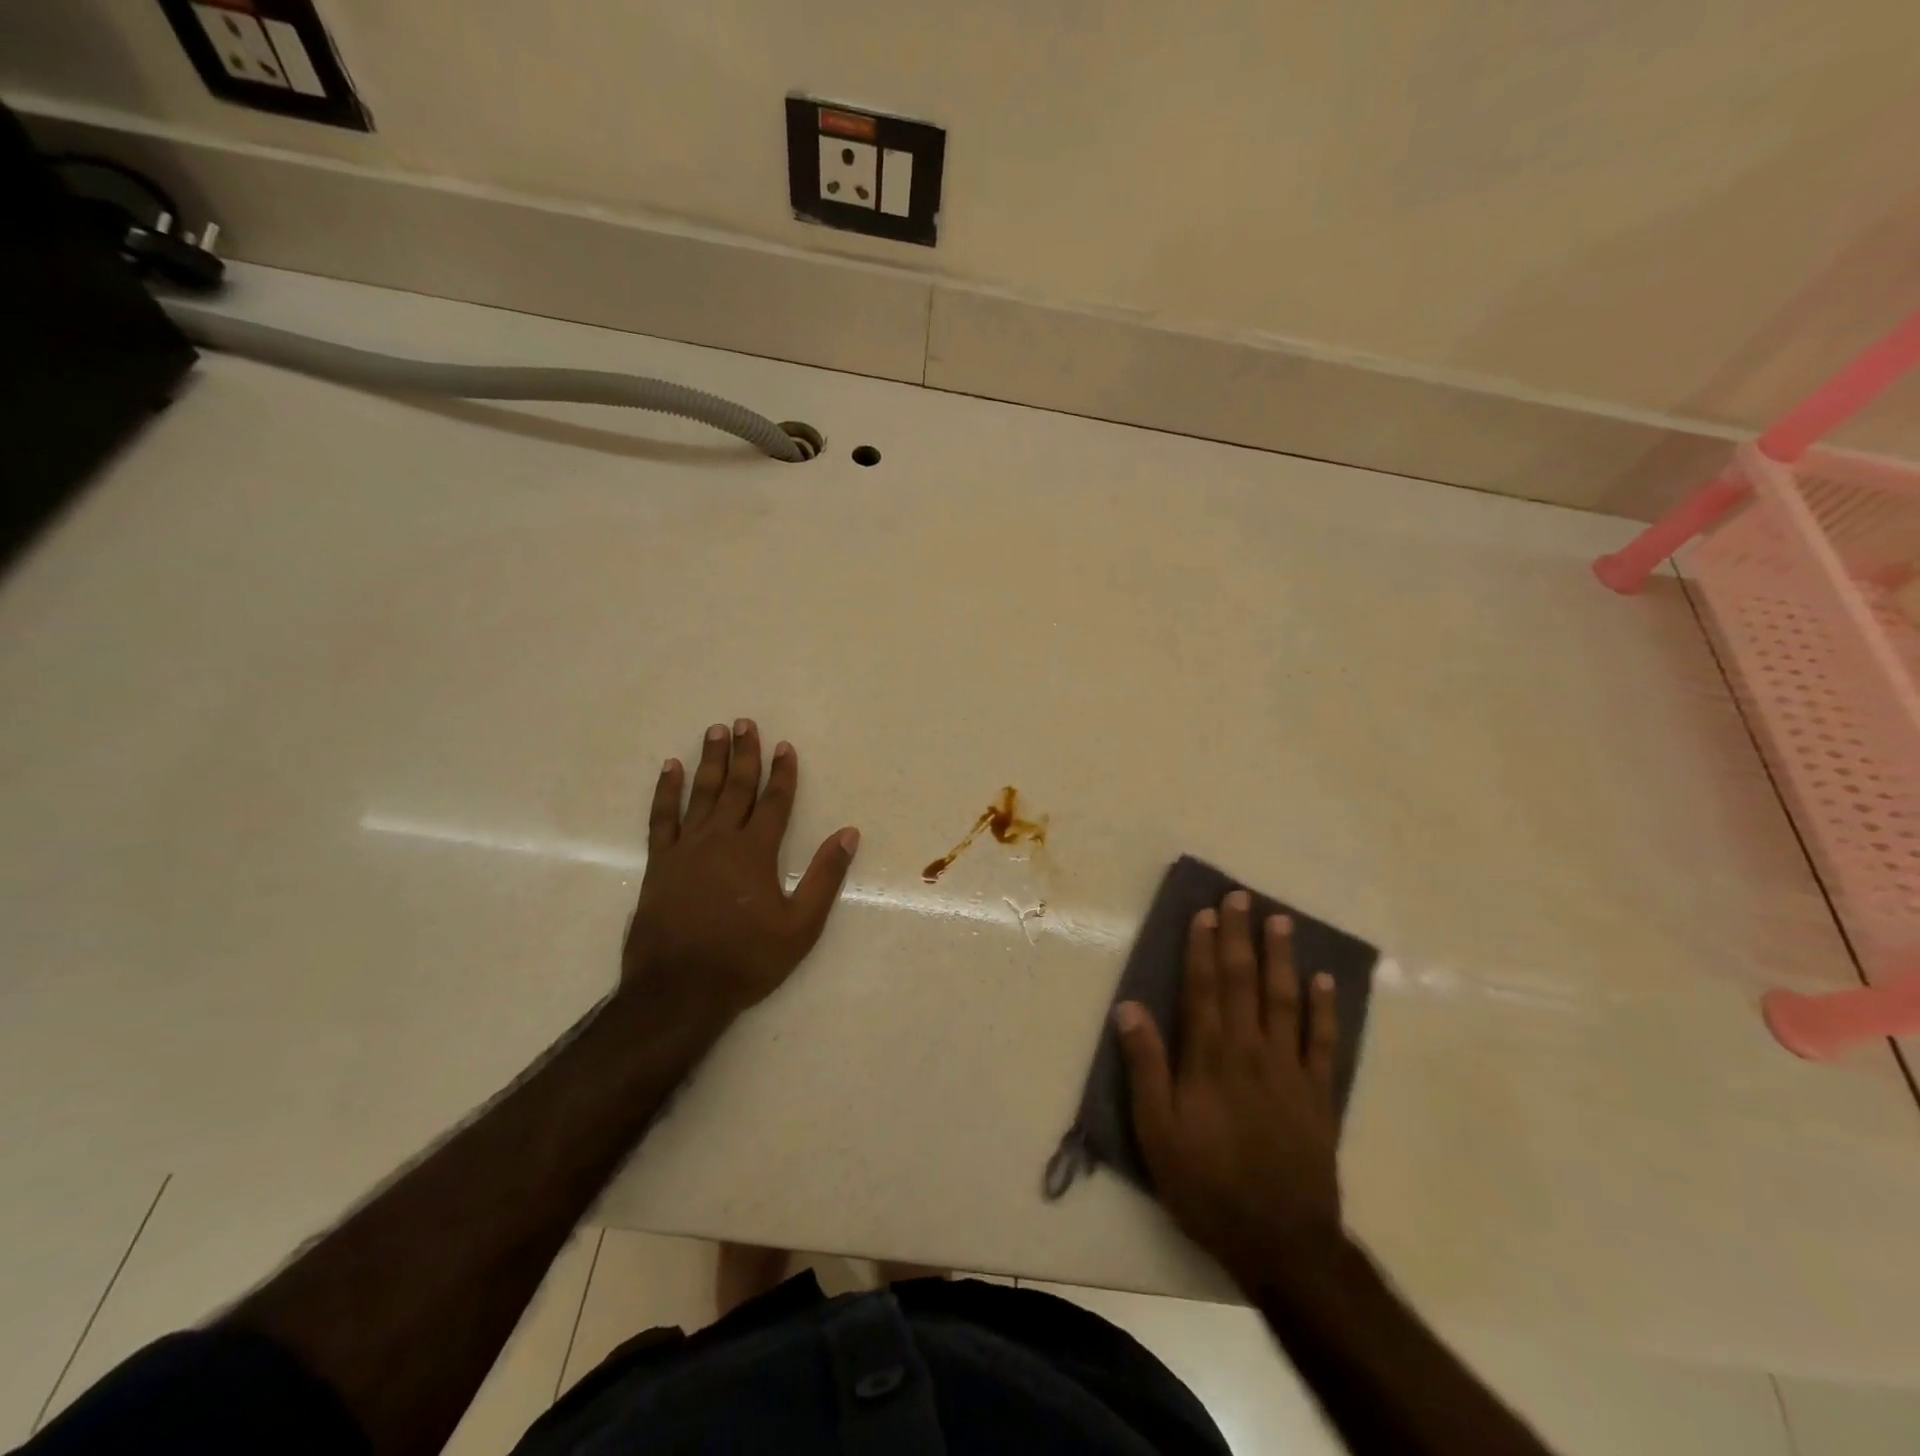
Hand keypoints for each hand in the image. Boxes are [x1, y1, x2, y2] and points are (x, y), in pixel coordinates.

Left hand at [622, 720, 858, 1031]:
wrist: (679, 990)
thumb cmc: (746, 959)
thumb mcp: (800, 925)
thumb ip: (824, 876)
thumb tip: (848, 834)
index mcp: (756, 852)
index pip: (774, 801)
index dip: (782, 773)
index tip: (785, 746)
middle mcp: (720, 840)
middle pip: (736, 787)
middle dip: (745, 754)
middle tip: (745, 722)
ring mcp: (686, 849)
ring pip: (701, 794)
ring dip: (710, 762)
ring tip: (715, 732)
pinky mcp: (659, 863)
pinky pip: (662, 818)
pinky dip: (666, 791)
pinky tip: (670, 770)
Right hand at [1114, 890, 1343, 1293]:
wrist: (1281, 1242)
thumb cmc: (1207, 1185)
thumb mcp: (1158, 1132)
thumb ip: (1145, 1067)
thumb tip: (1129, 1007)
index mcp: (1209, 1059)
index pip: (1204, 989)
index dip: (1203, 948)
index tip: (1204, 913)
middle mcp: (1250, 1052)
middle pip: (1244, 983)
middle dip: (1240, 937)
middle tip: (1240, 897)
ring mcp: (1290, 1071)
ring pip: (1285, 1000)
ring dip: (1281, 958)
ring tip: (1281, 920)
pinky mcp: (1318, 1095)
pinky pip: (1323, 1042)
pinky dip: (1324, 1009)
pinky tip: (1323, 980)